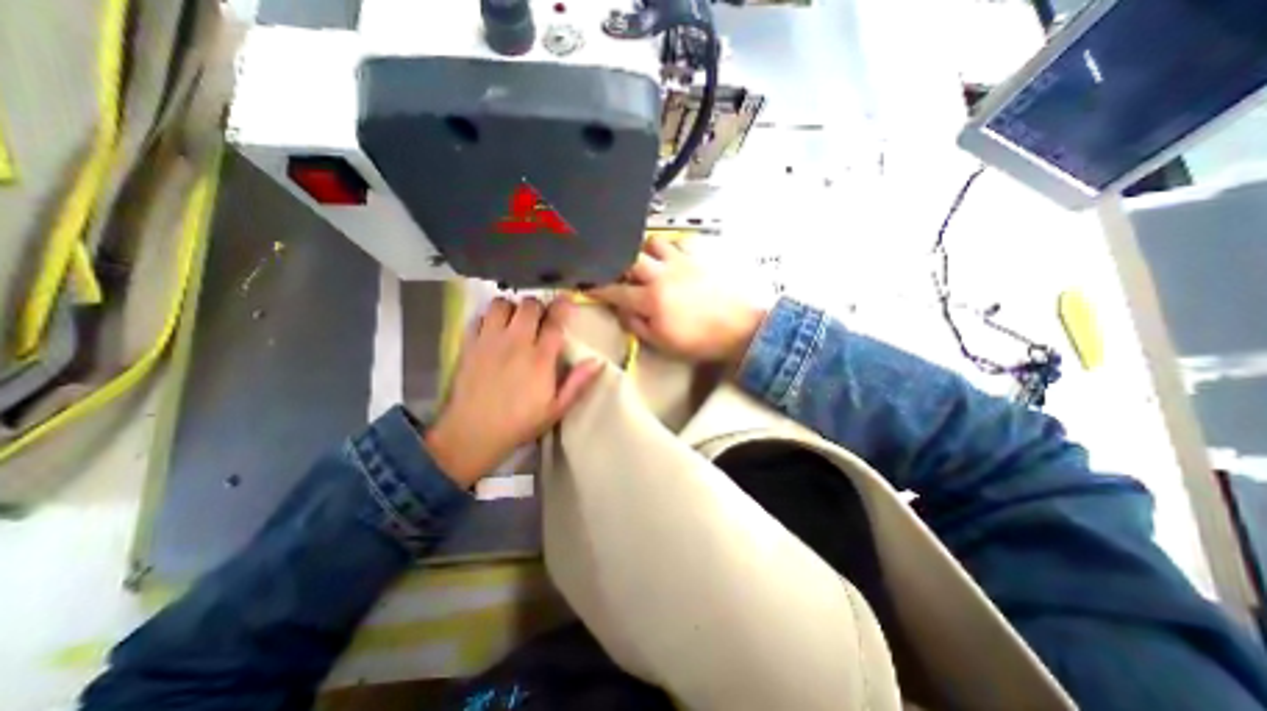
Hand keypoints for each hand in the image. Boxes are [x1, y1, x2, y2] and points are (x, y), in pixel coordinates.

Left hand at [424, 294, 601, 487]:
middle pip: (528, 306)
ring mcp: (489, 340)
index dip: (563, 306)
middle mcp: (516, 342)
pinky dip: (488, 316)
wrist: (472, 433)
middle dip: (538, 306)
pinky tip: (492, 328)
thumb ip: (578, 383)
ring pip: (501, 304)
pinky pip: (478, 316)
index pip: (555, 321)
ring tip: (515, 320)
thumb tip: (598, 361)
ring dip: (511, 307)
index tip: (567, 299)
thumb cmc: (519, 423)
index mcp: (540, 357)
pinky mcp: (469, 344)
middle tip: (540, 317)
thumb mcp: (556, 409)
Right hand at [589, 236, 765, 362]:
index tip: (588, 285)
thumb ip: (638, 326)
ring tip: (646, 261)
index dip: (598, 288)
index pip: (615, 290)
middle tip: (617, 271)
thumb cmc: (701, 340)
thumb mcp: (663, 343)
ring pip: (652, 242)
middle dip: (617, 263)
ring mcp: (681, 262)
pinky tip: (672, 258)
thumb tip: (622, 312)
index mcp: (650, 299)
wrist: (740, 327)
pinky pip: (678, 241)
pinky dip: (670, 247)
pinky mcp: (698, 256)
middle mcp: (661, 275)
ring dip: (644, 251)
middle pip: (628, 258)